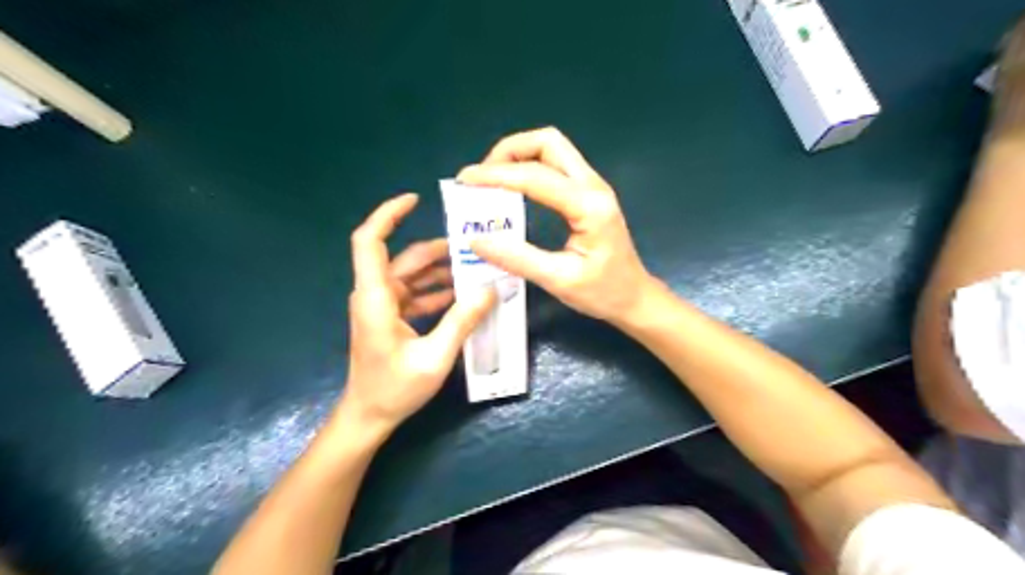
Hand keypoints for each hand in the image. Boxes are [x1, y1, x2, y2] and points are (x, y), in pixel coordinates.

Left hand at [338, 194, 496, 435]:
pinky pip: (416, 294)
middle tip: (476, 247)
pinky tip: (464, 295)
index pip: (369, 242)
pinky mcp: (391, 317)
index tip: (414, 200)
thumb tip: (490, 287)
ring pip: (413, 276)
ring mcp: (383, 306)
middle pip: (405, 259)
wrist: (368, 417)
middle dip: (439, 250)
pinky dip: (438, 291)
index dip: (387, 215)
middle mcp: (376, 295)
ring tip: (477, 270)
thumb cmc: (394, 390)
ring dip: (442, 271)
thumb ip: (462, 321)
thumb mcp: (434, 357)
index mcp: (376, 298)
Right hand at [456, 125, 655, 323]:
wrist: (635, 297)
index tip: (464, 180)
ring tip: (492, 180)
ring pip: (553, 148)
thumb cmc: (603, 293)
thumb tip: (475, 240)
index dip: (495, 175)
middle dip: (509, 151)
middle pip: (548, 142)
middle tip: (482, 176)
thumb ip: (517, 258)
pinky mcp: (589, 193)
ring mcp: (593, 186)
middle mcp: (593, 186)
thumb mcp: (558, 280)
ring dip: (519, 155)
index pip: (535, 176)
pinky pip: (556, 165)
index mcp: (588, 206)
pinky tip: (513, 187)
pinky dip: (529, 167)